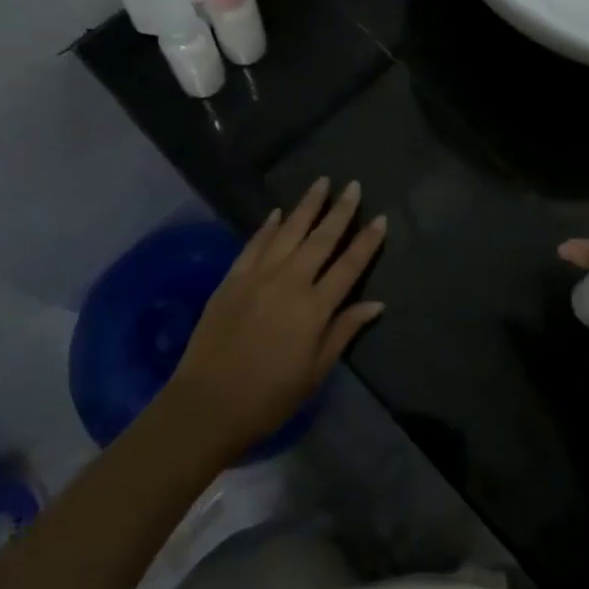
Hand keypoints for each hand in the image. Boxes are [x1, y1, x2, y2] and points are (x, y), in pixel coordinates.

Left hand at [166, 178, 386, 462]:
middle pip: (321, 239)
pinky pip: (254, 244)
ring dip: (306, 206)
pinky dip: (268, 226)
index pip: (349, 266)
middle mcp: (289, 283)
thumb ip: (344, 332)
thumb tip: (376, 304)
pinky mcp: (232, 279)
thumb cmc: (269, 397)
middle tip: (353, 186)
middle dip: (340, 211)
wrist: (207, 405)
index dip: (367, 242)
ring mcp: (258, 276)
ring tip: (321, 183)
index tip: (381, 218)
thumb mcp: (315, 372)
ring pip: (288, 232)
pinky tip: (277, 212)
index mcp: (314, 308)